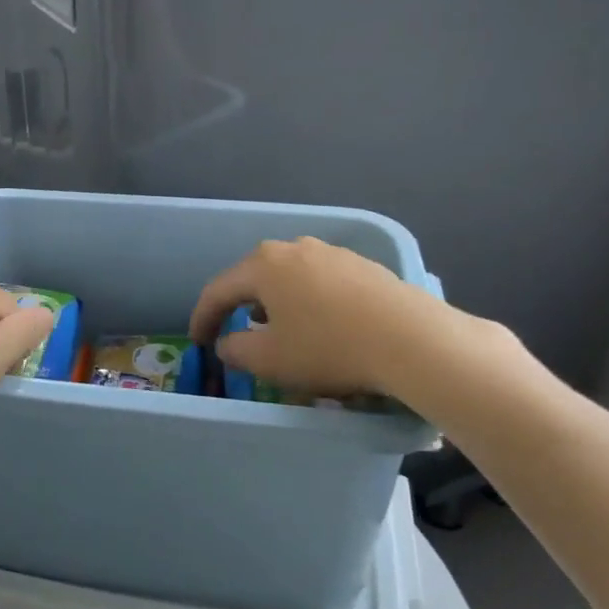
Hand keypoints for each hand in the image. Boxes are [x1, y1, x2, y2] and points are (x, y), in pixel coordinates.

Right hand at [189, 237, 524, 422]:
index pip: (218, 290)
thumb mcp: (269, 360)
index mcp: (263, 265)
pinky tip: (319, 325)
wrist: (411, 339)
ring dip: (275, 303)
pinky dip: (307, 302)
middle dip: (239, 306)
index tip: (197, 342)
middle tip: (234, 333)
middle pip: (254, 277)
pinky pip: (319, 282)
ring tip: (277, 330)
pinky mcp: (362, 266)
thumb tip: (228, 342)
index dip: (202, 318)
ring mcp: (331, 253)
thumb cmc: (328, 348)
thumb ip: (235, 350)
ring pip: (288, 277)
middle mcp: (294, 248)